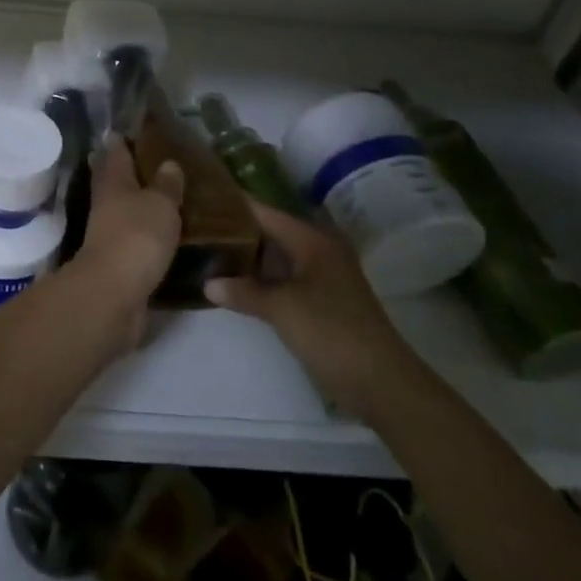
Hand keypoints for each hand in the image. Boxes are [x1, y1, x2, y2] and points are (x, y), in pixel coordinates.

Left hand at [67, 140, 182, 349]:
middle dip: (129, 171)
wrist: (114, 295)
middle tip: (155, 162)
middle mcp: (107, 205)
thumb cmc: (136, 237)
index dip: (122, 140)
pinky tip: (166, 235)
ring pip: (125, 211)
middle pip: (115, 181)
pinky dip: (147, 235)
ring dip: (140, 205)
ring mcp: (110, 235)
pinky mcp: (120, 263)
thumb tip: (168, 163)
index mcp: (114, 182)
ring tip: (168, 198)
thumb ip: (166, 185)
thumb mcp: (160, 204)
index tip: (131, 130)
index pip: (115, 152)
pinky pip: (136, 240)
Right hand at [205, 203, 417, 417]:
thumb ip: (244, 291)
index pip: (265, 211)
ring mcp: (322, 278)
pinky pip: (283, 280)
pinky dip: (261, 280)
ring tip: (207, 252)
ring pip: (276, 259)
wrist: (382, 383)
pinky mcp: (322, 302)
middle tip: (198, 227)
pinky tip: (235, 285)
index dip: (234, 204)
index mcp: (312, 241)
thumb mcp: (282, 308)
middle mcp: (318, 251)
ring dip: (248, 258)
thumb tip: (208, 283)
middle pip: (270, 233)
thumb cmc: (331, 332)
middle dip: (236, 231)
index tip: (202, 198)